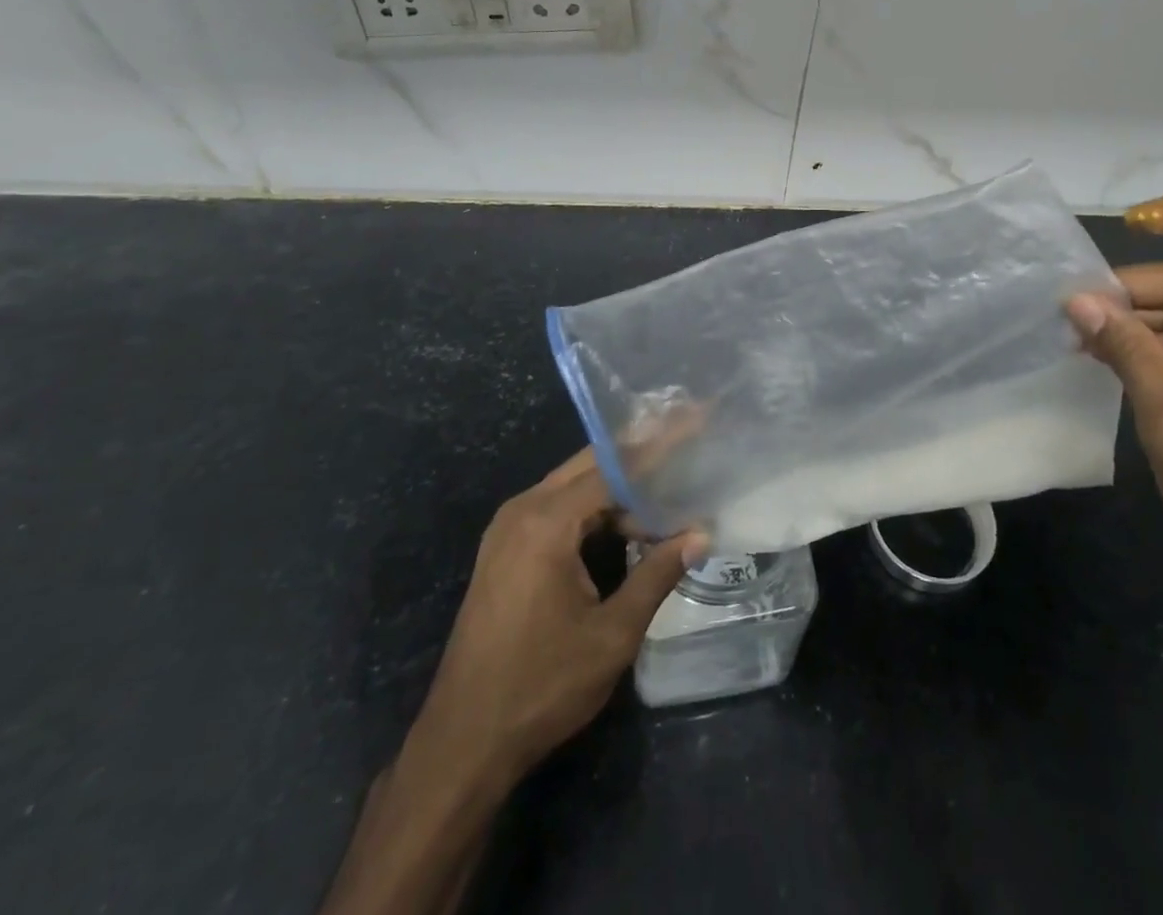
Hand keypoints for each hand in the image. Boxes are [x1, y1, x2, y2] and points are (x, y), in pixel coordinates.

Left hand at [415, 448, 705, 786]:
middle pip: (591, 465)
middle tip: (687, 440)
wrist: (463, 743)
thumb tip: (700, 534)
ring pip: (575, 487)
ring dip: (619, 488)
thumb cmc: (541, 687)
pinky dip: (595, 511)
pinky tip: (627, 525)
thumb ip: (657, 574)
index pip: (615, 466)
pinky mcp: (504, 551)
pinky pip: (558, 511)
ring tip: (668, 490)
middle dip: (640, 454)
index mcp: (546, 522)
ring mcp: (508, 530)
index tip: (696, 419)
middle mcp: (523, 511)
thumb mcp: (612, 634)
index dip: (660, 444)